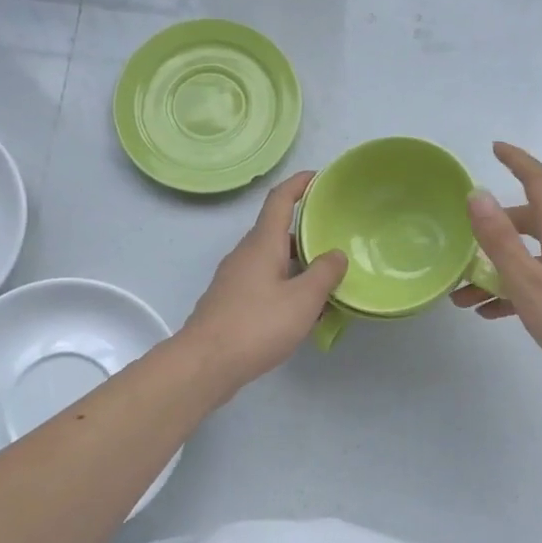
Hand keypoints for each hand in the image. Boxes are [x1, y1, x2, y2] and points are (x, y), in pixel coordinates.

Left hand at [182, 172, 347, 392]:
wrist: (205, 364)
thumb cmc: (257, 325)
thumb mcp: (303, 300)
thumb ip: (324, 274)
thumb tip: (335, 254)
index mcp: (262, 244)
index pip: (280, 200)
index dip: (299, 184)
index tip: (320, 177)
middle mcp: (246, 254)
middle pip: (278, 231)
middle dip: (307, 231)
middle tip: (336, 238)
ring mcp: (235, 279)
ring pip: (273, 260)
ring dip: (299, 264)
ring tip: (328, 280)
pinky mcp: (231, 302)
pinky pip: (265, 283)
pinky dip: (287, 286)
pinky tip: (303, 312)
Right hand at [453, 142, 541, 402]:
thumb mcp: (528, 283)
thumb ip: (500, 239)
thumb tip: (477, 194)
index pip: (539, 179)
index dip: (516, 160)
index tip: (495, 147)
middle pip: (532, 219)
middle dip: (494, 231)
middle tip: (463, 252)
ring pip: (537, 251)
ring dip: (501, 267)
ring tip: (468, 297)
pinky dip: (522, 284)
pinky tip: (496, 313)